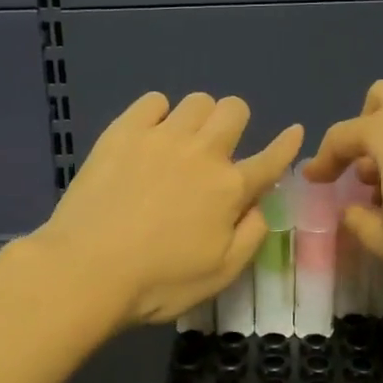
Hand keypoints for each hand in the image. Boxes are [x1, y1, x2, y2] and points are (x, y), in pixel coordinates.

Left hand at [33, 92, 303, 327]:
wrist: (88, 269)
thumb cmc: (159, 283)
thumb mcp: (220, 273)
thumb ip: (251, 235)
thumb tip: (264, 205)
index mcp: (231, 189)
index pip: (271, 159)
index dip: (287, 145)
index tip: (294, 133)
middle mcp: (203, 153)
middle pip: (234, 110)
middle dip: (236, 122)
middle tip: (219, 148)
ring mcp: (162, 137)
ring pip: (197, 100)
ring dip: (199, 117)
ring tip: (182, 141)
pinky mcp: (124, 132)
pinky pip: (153, 100)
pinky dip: (158, 112)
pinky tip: (148, 135)